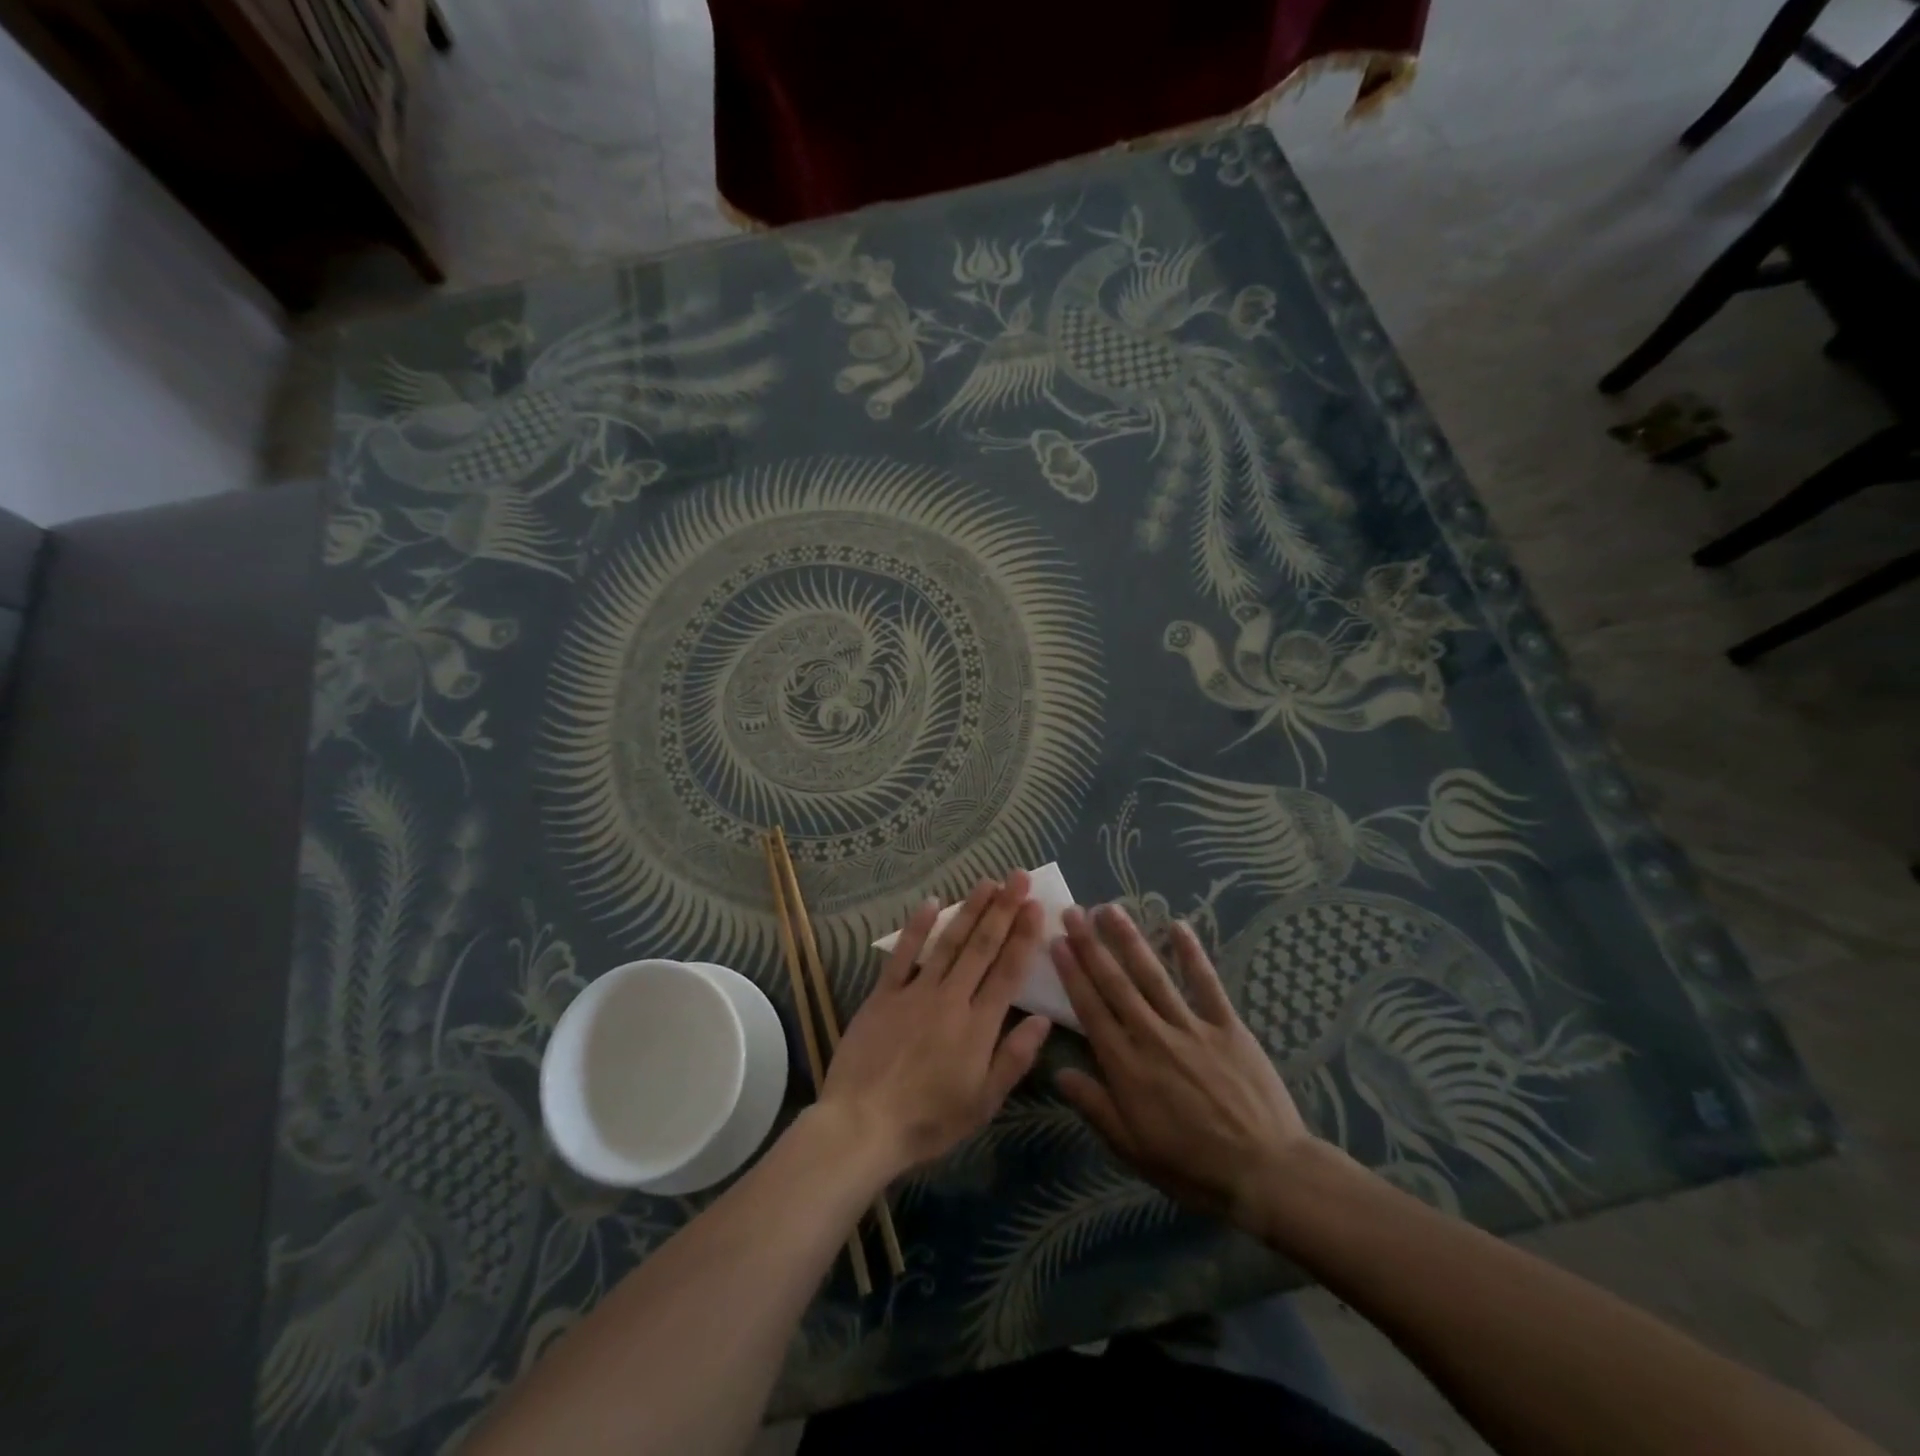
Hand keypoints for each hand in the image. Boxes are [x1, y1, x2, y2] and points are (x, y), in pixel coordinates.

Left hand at [819, 872, 1052, 1178]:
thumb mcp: (982, 1103)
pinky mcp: (884, 993)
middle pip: (982, 946)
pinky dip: (918, 927)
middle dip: (1003, 909)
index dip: (1023, 936)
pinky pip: (903, 953)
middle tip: (1017, 877)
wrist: (862, 1124)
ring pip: (949, 942)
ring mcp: (915, 991)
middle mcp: (951, 998)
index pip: (1008, 971)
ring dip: (969, 909)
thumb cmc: (928, 1121)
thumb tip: (1044, 1020)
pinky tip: (931, 902)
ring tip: (987, 882)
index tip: (1035, 906)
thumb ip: (1013, 1058)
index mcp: (979, 1026)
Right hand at [1051, 904, 1315, 1230]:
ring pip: (1153, 975)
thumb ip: (1094, 1106)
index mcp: (1126, 1066)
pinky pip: (1207, 984)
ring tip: (1110, 909)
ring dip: (1129, 939)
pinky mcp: (1228, 1027)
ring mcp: (1191, 1027)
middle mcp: (1152, 1035)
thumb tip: (1057, 1072)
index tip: (1057, 942)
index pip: (1090, 1009)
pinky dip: (1192, 954)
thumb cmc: (1192, 1167)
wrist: (1266, 1173)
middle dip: (1091, 945)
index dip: (1072, 973)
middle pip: (1115, 983)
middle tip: (1073, 912)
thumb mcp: (1133, 1148)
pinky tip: (1179, 925)